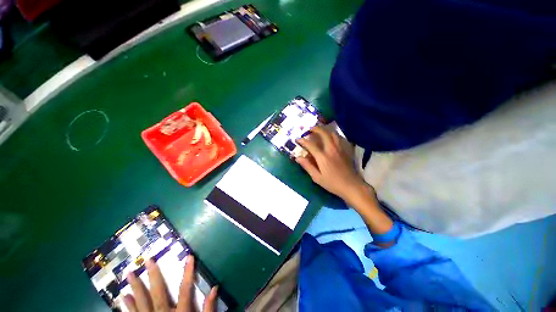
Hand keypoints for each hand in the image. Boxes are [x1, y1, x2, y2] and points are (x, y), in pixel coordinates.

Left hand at [124, 255, 217, 311]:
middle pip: (158, 293)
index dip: (188, 272)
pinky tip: (124, 297)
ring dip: (135, 288)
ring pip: (141, 303)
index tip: (189, 256)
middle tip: (147, 260)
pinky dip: (128, 306)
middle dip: (153, 276)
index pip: (186, 289)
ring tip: (129, 274)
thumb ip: (209, 308)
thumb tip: (216, 287)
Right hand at [296, 126, 369, 202]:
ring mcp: (340, 149)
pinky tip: (332, 137)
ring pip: (333, 133)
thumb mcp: (317, 177)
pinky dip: (334, 135)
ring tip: (321, 130)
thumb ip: (307, 166)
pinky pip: (340, 138)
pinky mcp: (346, 150)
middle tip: (310, 128)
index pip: (310, 145)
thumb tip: (298, 158)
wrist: (351, 186)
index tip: (297, 139)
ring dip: (326, 130)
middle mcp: (331, 149)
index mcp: (323, 157)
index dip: (303, 141)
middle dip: (316, 129)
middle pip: (324, 133)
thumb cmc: (332, 183)